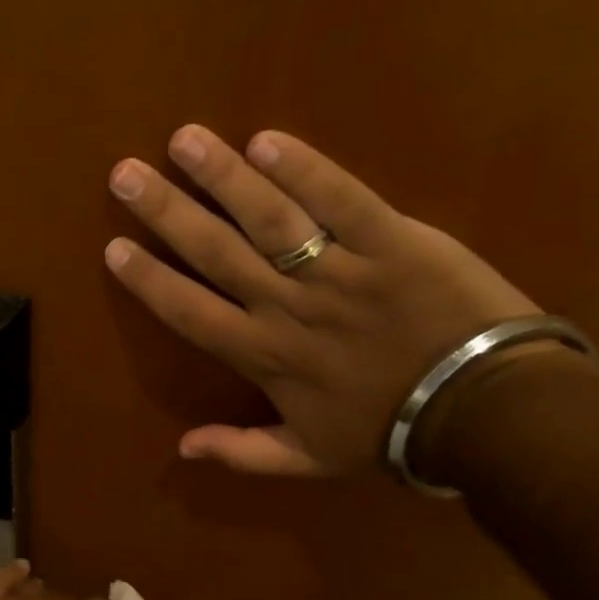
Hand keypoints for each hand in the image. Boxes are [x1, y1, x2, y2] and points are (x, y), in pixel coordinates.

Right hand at [104, 125, 540, 477]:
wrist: (484, 412)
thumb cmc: (390, 433)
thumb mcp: (310, 459)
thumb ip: (244, 453)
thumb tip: (183, 448)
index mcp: (264, 357)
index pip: (191, 312)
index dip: (150, 280)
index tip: (114, 248)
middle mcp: (288, 308)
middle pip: (216, 253)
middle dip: (167, 212)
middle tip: (125, 174)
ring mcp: (339, 271)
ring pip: (270, 219)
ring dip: (223, 177)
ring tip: (184, 140)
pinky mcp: (392, 241)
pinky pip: (342, 200)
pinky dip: (306, 170)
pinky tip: (267, 140)